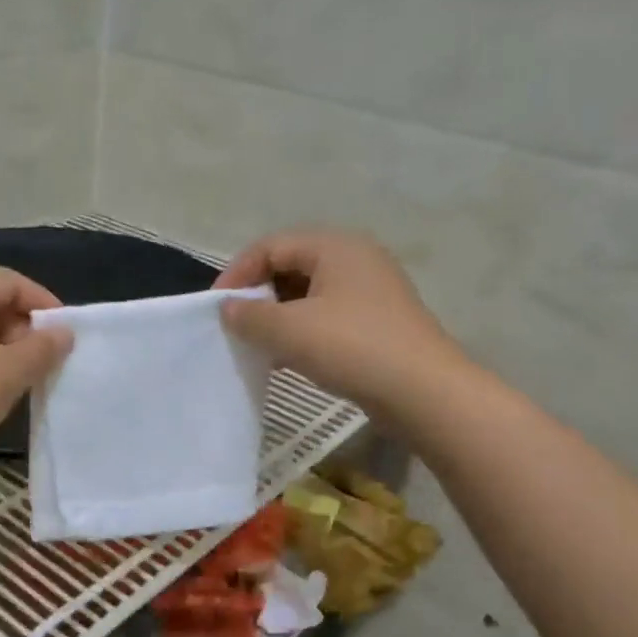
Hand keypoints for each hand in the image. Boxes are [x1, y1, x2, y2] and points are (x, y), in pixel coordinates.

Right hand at [214, 228, 462, 414]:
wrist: (421, 391)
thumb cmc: (352, 348)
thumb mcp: (290, 330)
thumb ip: (250, 315)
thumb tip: (228, 308)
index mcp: (335, 246)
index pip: (271, 245)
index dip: (237, 273)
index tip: (216, 308)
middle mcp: (355, 259)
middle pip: (290, 266)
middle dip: (257, 294)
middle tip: (234, 325)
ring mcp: (369, 292)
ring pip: (308, 294)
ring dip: (277, 316)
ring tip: (256, 344)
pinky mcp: (375, 323)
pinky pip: (326, 316)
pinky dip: (300, 331)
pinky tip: (285, 358)